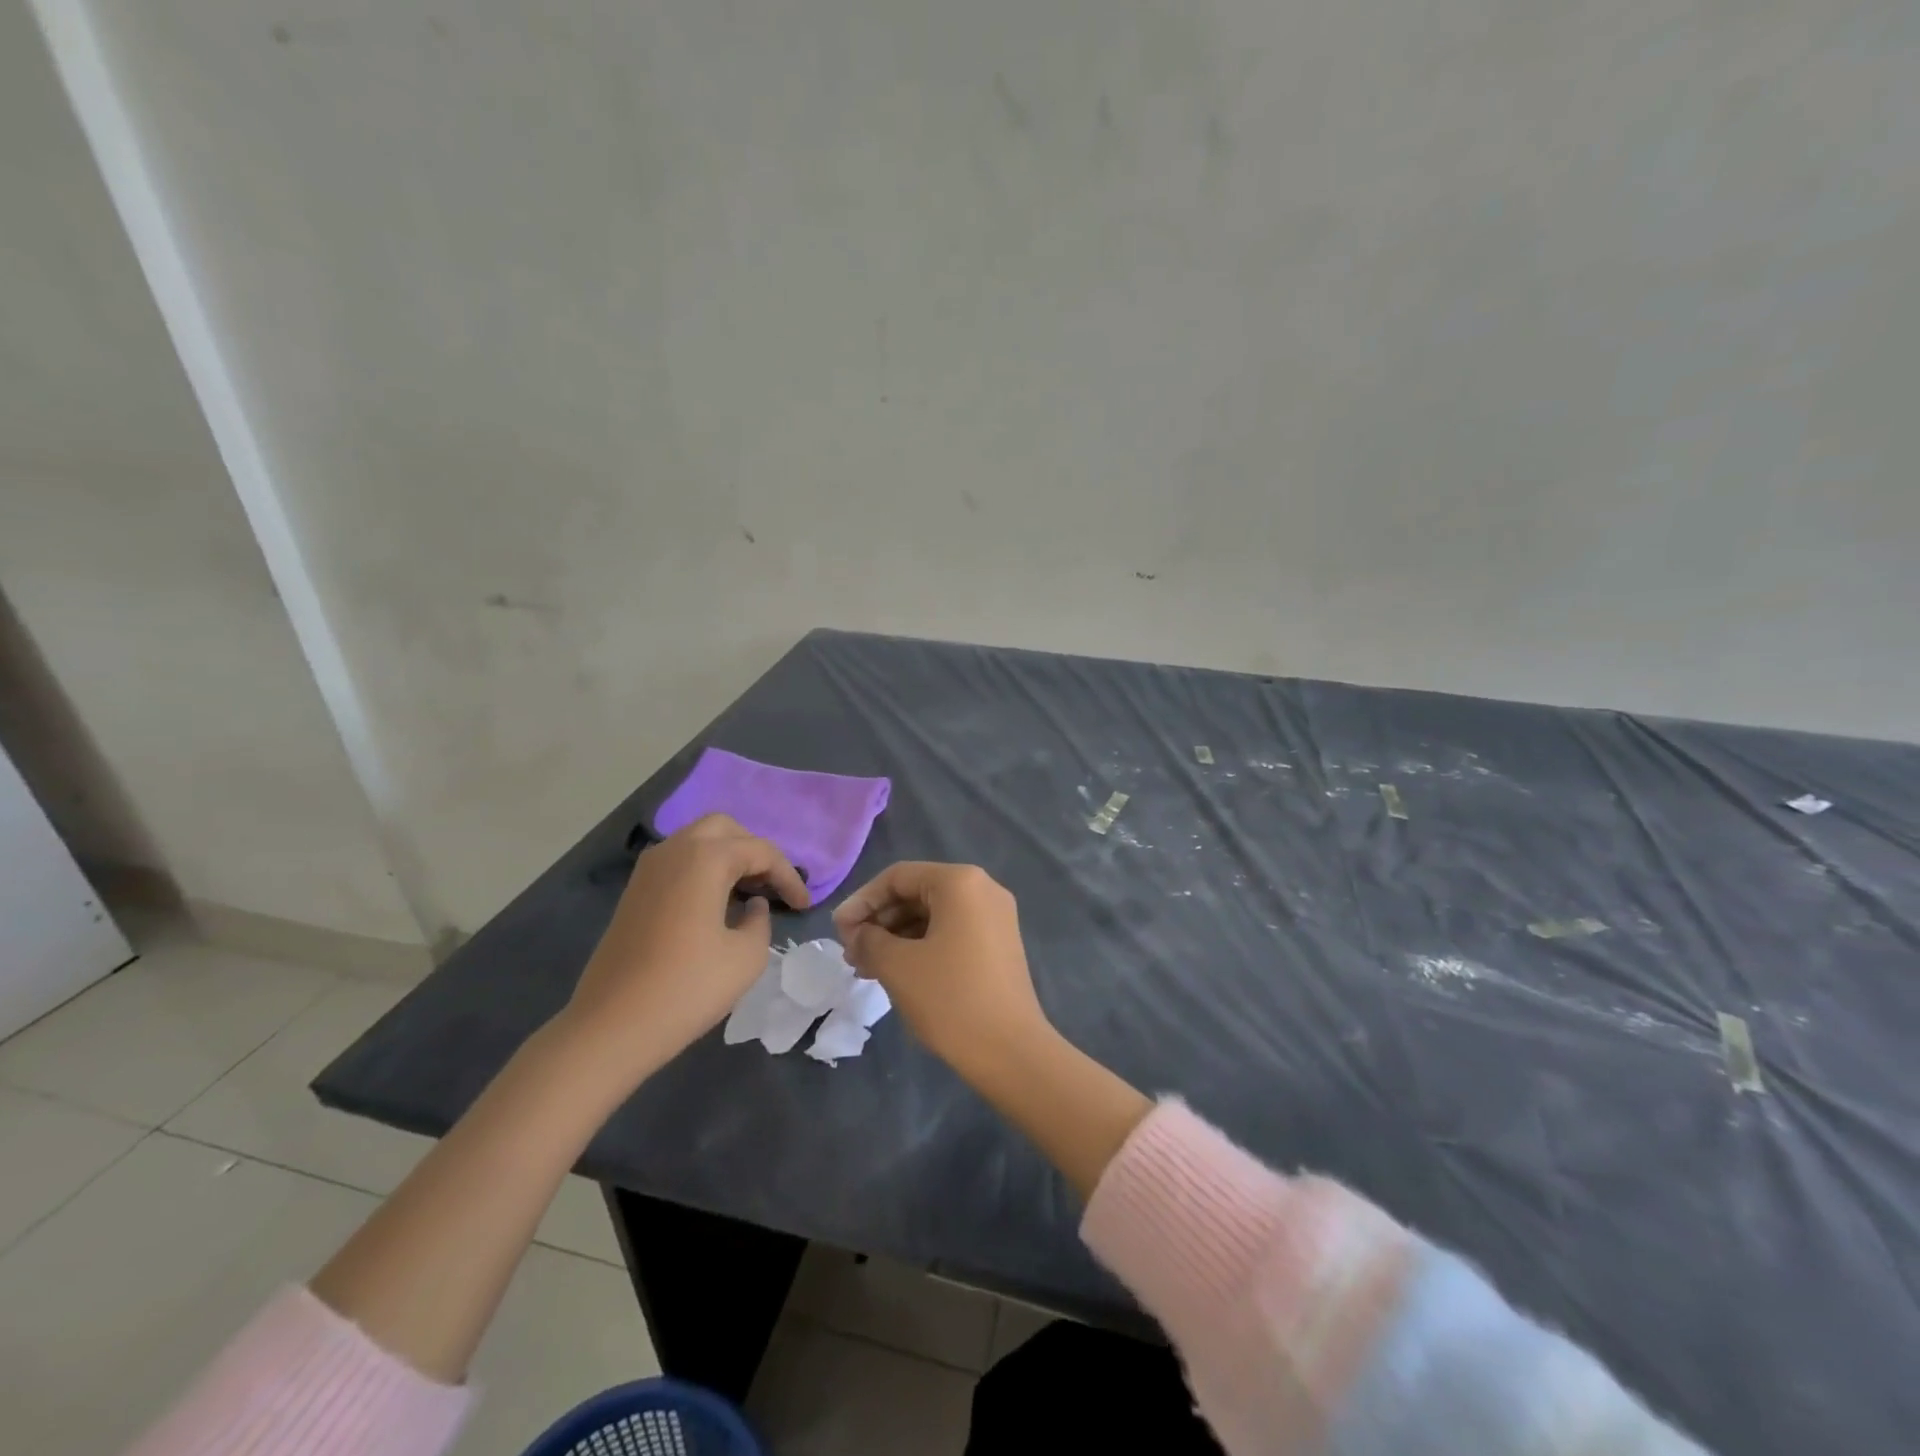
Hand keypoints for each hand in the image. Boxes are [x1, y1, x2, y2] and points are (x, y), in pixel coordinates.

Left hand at [565, 814, 809, 1078]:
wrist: (610, 1027)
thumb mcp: (746, 956)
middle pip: (725, 829)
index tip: (805, 906)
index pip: (760, 851)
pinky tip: (718, 904)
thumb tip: (752, 906)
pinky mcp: (635, 892)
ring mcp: (649, 869)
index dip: (788, 876)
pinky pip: (679, 862)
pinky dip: (704, 870)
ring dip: (728, 858)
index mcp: (705, 858)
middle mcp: (675, 850)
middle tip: (773, 886)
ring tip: (751, 894)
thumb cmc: (687, 988)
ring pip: (698, 842)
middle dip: (755, 852)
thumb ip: (760, 920)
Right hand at [833, 862, 1046, 1080]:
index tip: (838, 931)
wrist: (1011, 1052)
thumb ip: (869, 939)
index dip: (862, 901)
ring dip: (896, 937)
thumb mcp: (898, 966)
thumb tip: (858, 933)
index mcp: (960, 882)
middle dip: (879, 921)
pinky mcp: (998, 945)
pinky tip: (896, 973)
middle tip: (850, 954)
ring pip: (932, 916)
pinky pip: (950, 932)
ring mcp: (995, 918)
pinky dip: (920, 947)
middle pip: (916, 893)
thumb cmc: (950, 999)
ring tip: (867, 968)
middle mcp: (983, 889)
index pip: (898, 877)